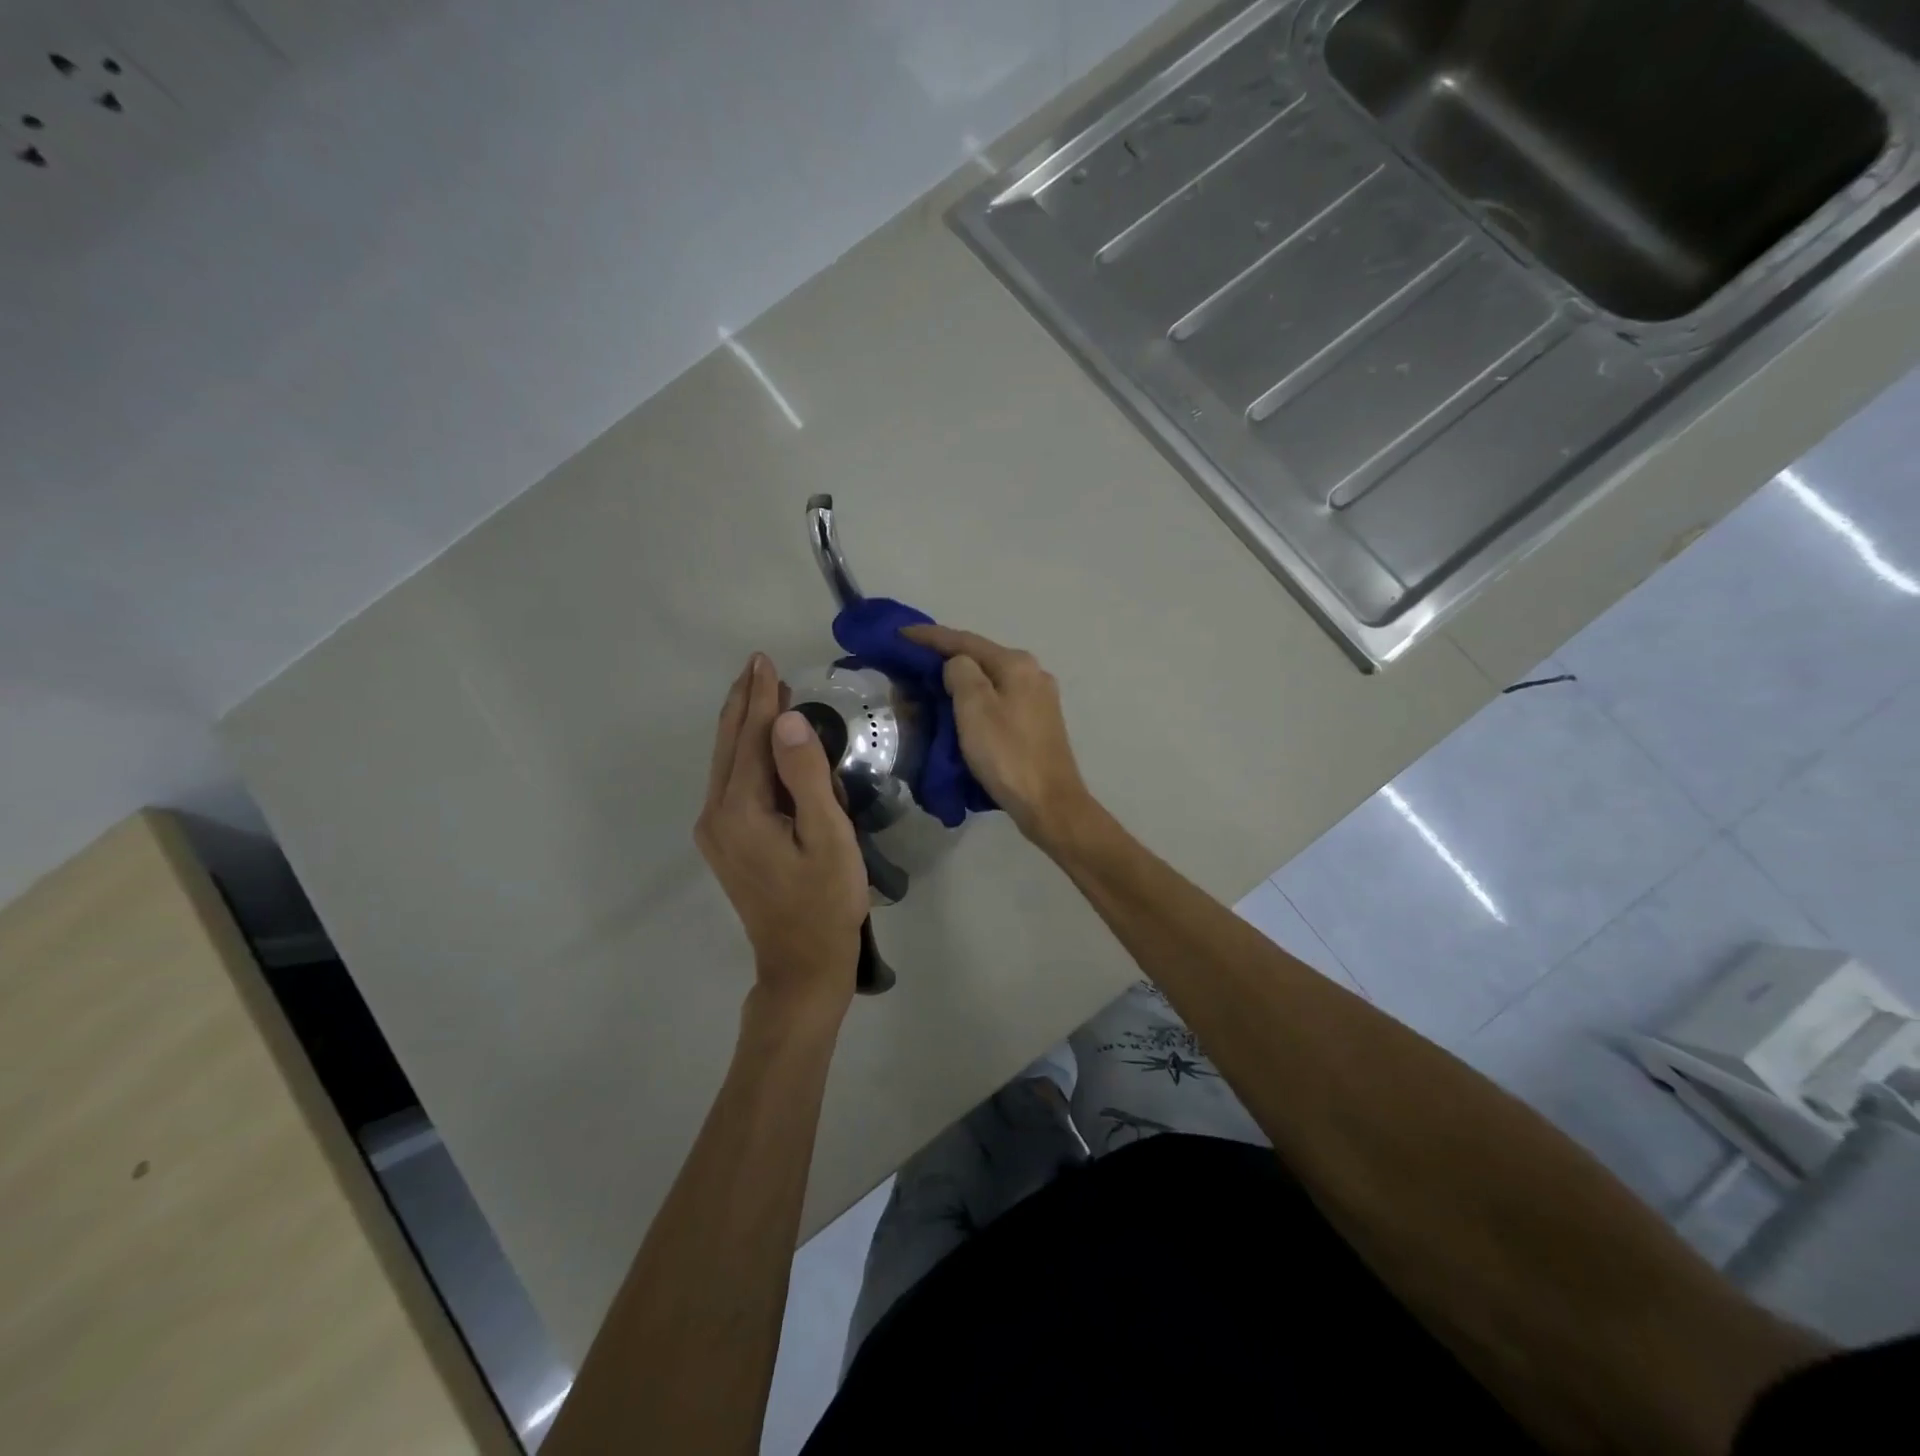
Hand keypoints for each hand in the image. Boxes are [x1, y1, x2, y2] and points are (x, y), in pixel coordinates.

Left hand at [696, 654, 869, 1020]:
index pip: (753, 739)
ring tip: (762, 691)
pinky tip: (763, 743)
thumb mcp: (828, 836)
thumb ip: (807, 776)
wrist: (802, 964)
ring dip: (745, 726)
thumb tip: (787, 720)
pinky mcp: (726, 843)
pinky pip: (732, 783)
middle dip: (745, 703)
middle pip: (730, 746)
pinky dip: (747, 754)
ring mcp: (717, 831)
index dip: (762, 698)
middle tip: (758, 664)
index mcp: (741, 810)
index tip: (764, 660)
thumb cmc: (826, 901)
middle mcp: (717, 815)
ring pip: (727, 763)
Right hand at [901, 625, 1094, 851]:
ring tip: (928, 685)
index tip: (899, 633)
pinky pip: (998, 700)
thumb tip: (956, 665)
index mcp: (1017, 664)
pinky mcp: (1037, 723)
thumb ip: (960, 673)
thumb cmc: (1007, 754)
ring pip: (989, 680)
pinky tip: (959, 708)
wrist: (1049, 803)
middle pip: (979, 658)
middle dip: (943, 658)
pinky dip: (974, 699)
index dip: (929, 636)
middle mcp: (1032, 673)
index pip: (965, 641)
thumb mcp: (975, 708)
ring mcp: (1038, 699)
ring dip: (958, 680)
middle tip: (909, 663)